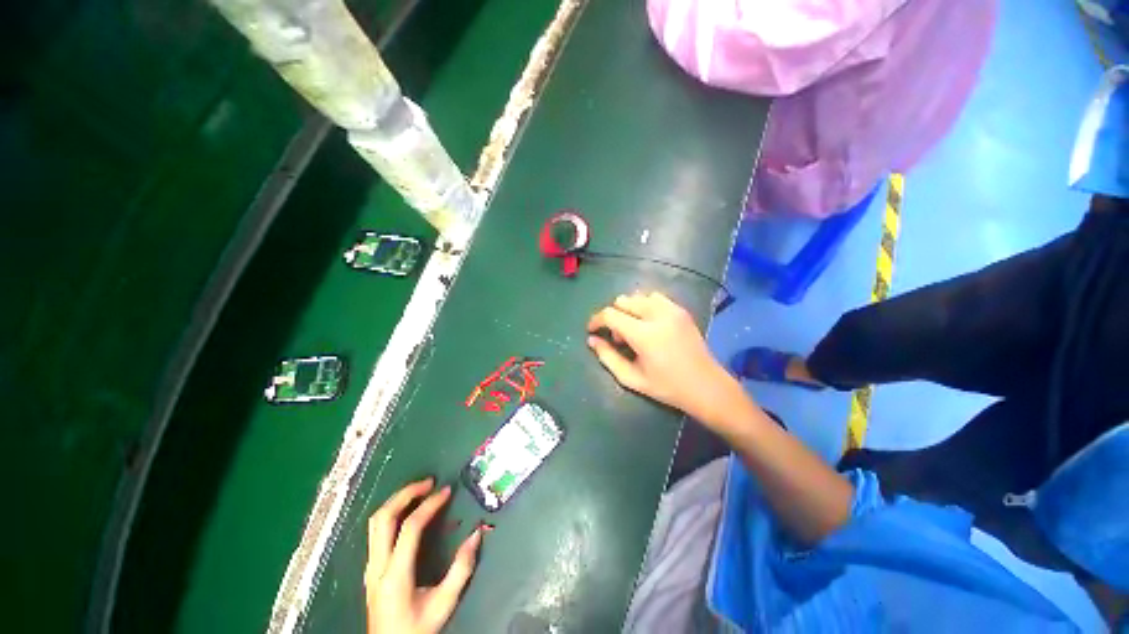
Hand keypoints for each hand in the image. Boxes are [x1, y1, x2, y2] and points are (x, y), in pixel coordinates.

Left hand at [365, 478, 483, 633]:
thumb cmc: (417, 628)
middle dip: (406, 493)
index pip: (410, 528)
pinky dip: (392, 512)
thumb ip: (461, 569)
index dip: (429, 505)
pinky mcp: (370, 568)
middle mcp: (377, 566)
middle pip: (383, 518)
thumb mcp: (444, 604)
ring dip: (397, 500)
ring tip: (419, 490)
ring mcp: (370, 566)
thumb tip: (477, 534)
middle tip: (429, 482)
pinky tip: (407, 511)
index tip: (446, 491)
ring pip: (375, 523)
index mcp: (395, 575)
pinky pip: (376, 531)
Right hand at [586, 291, 736, 421]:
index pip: (610, 314)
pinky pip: (655, 298)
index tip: (591, 330)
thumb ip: (608, 357)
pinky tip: (649, 324)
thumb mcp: (632, 378)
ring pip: (638, 296)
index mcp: (644, 335)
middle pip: (623, 301)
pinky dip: (645, 306)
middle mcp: (658, 315)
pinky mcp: (681, 310)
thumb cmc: (667, 387)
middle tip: (618, 337)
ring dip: (629, 310)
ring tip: (635, 330)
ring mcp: (672, 310)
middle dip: (614, 316)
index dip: (596, 320)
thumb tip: (592, 340)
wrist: (707, 386)